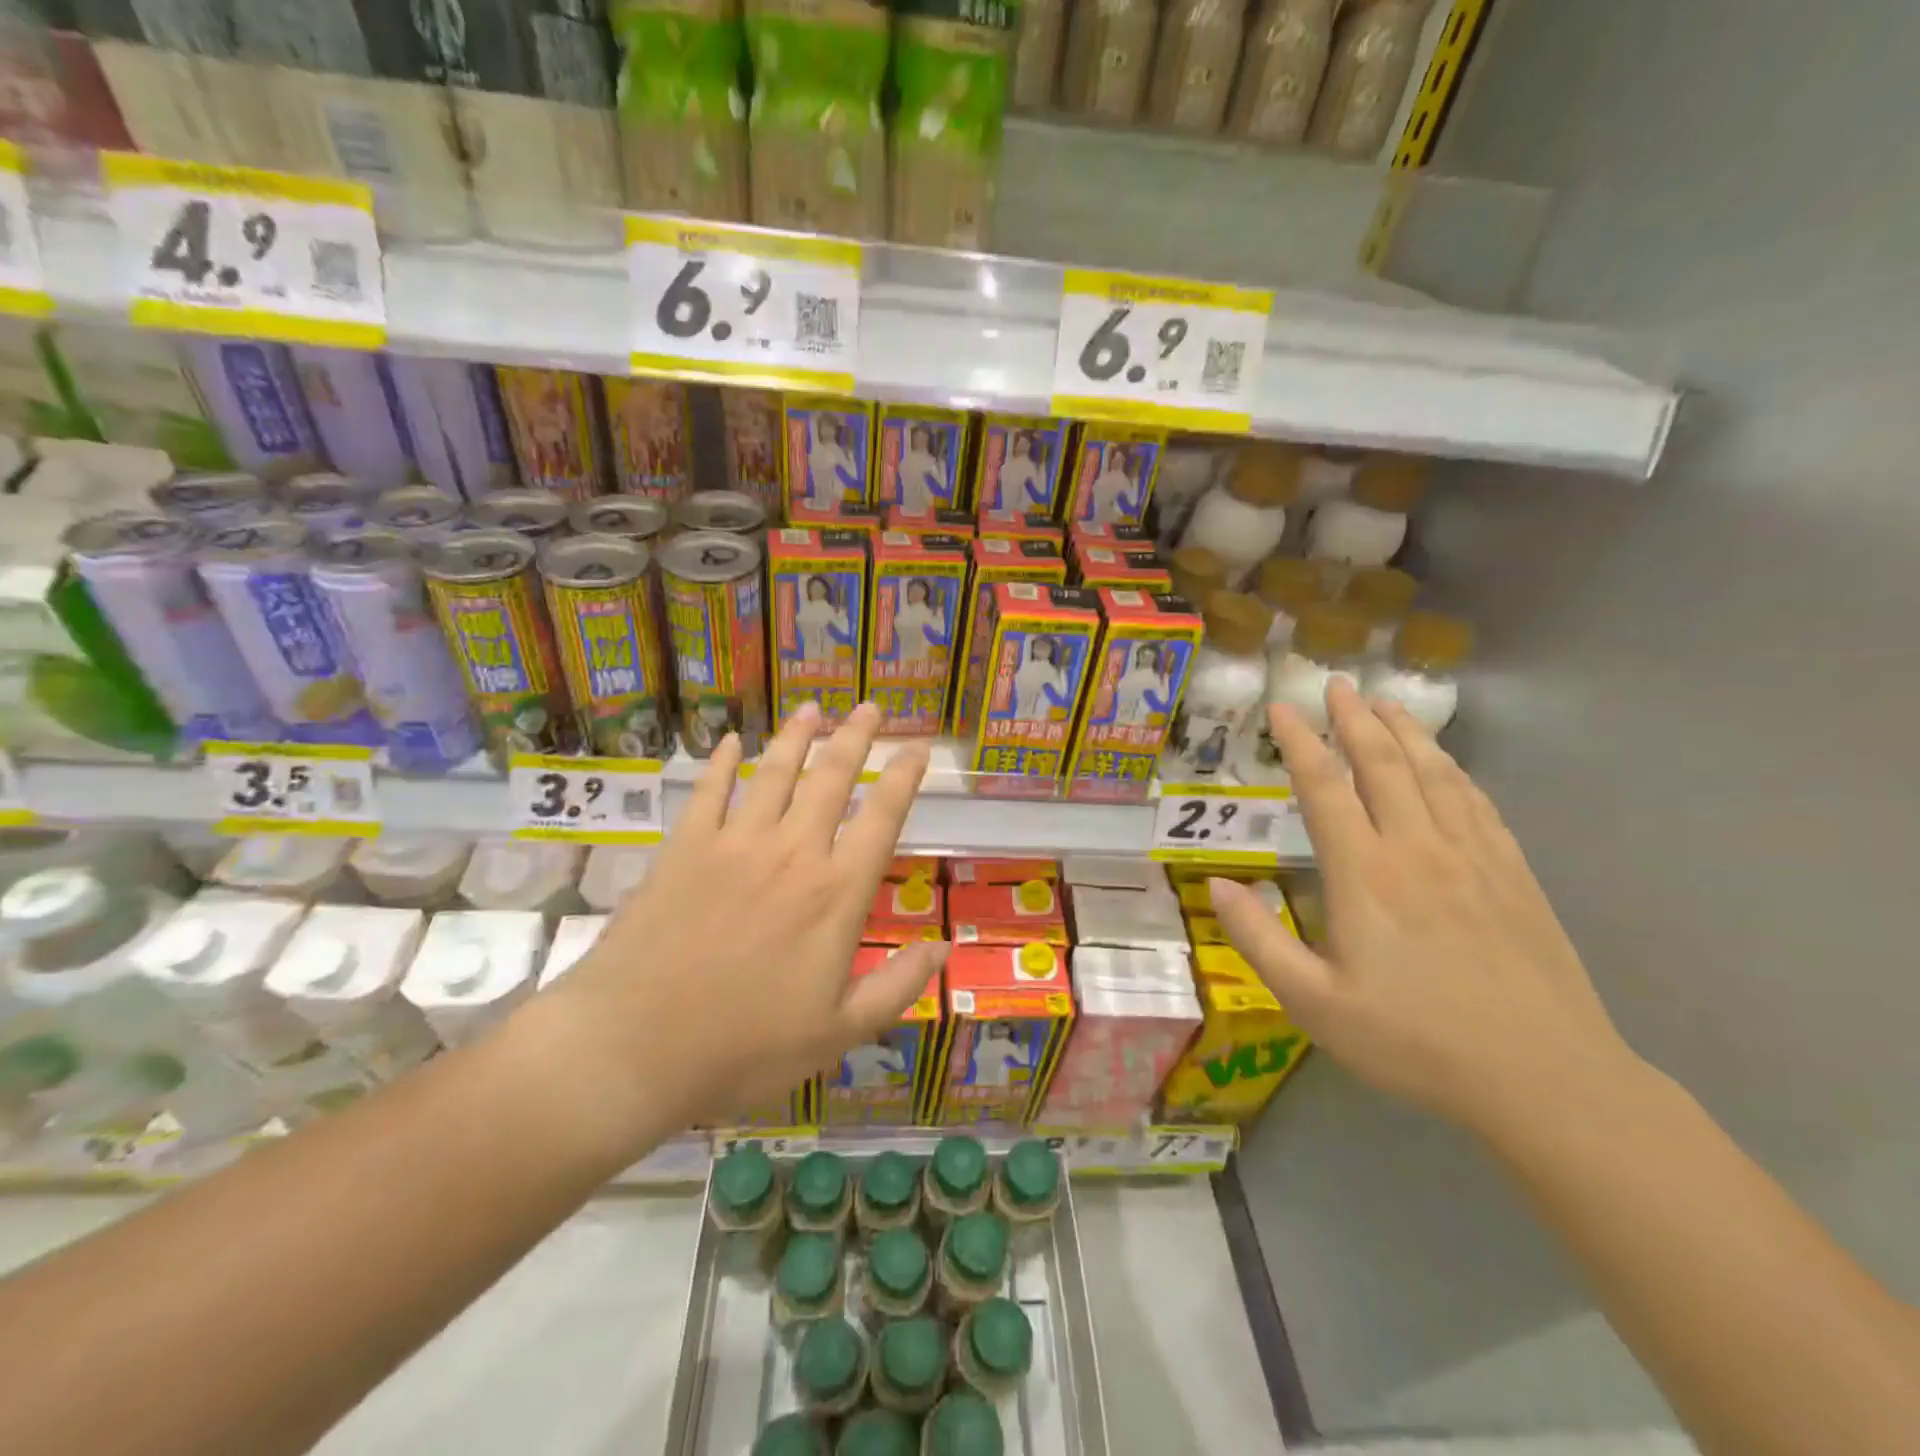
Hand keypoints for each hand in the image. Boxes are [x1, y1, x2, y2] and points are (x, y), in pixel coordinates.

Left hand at [552, 701, 944, 1136]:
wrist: (633, 1048)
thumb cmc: (743, 1049)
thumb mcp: (837, 1034)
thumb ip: (895, 988)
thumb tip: (944, 950)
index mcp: (835, 895)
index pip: (881, 818)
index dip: (904, 778)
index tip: (918, 748)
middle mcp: (792, 854)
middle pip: (831, 779)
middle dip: (855, 738)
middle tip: (870, 708)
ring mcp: (734, 845)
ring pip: (774, 773)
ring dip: (796, 737)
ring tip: (813, 711)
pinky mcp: (683, 849)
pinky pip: (708, 792)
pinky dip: (721, 762)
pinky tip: (731, 741)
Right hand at [1209, 680, 1640, 1142]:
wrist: (1545, 1079)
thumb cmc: (1415, 1042)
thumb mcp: (1314, 1003)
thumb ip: (1259, 940)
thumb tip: (1216, 886)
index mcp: (1365, 874)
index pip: (1325, 787)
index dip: (1299, 742)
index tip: (1281, 708)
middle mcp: (1418, 849)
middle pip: (1383, 764)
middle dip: (1354, 719)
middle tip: (1337, 684)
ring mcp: (1473, 857)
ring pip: (1434, 774)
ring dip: (1406, 732)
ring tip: (1386, 702)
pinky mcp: (1514, 875)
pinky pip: (1477, 804)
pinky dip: (1454, 772)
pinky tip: (1446, 765)